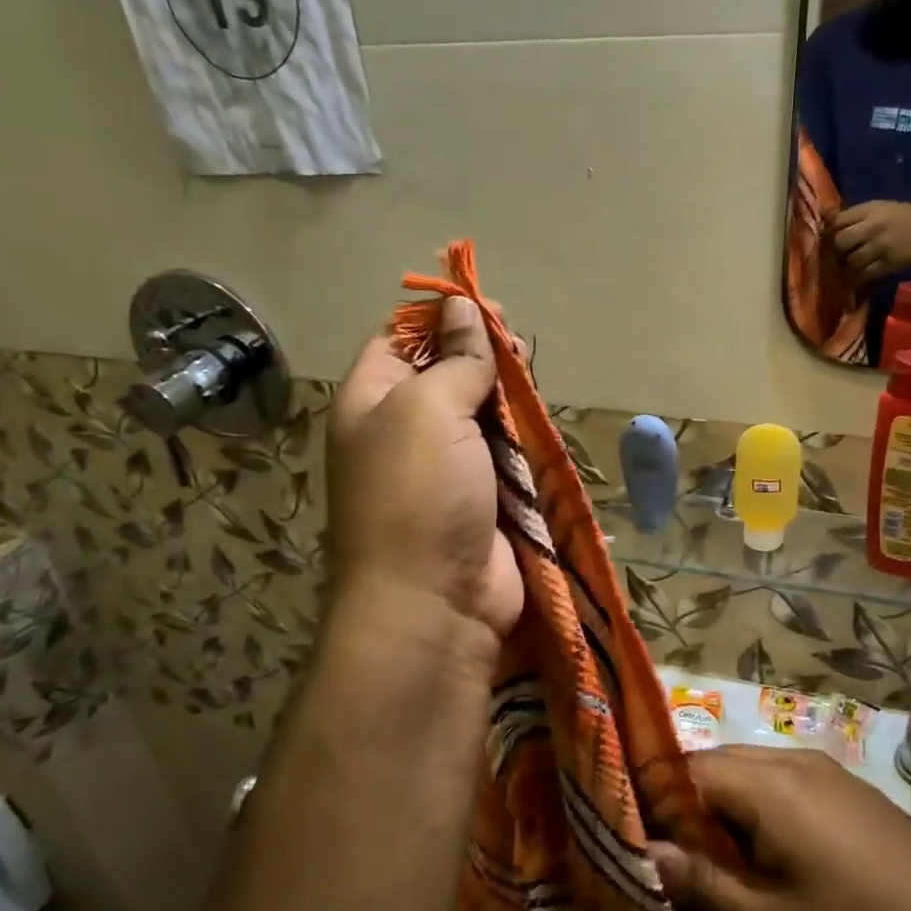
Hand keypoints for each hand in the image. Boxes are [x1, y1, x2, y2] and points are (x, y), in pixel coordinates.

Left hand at [326, 297, 522, 641]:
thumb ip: (454, 358)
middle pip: (447, 374)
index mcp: (371, 401)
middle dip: (482, 359)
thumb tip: (461, 306)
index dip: (440, 319)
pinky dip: (523, 442)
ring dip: (507, 402)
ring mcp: (446, 468)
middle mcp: (404, 430)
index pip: (400, 339)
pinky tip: (538, 429)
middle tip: (517, 354)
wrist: (435, 604)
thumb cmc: (418, 495)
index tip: (486, 309)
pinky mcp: (484, 499)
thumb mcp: (428, 410)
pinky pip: (506, 456)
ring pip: (482, 415)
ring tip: (530, 389)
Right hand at [647, 746, 910, 910]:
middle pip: (722, 769)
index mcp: (773, 784)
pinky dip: (767, 821)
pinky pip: (791, 792)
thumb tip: (649, 849)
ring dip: (731, 820)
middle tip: (684, 874)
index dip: (658, 806)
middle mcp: (799, 763)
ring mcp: (834, 776)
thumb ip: (704, 884)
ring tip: (727, 881)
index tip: (646, 854)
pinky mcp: (857, 797)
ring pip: (756, 780)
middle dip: (694, 814)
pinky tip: (776, 873)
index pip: (689, 771)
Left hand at [832, 200, 910, 282]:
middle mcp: (873, 226)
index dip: (829, 232)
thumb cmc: (908, 218)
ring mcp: (880, 246)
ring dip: (847, 266)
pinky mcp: (888, 264)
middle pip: (840, 241)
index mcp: (870, 209)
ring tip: (850, 267)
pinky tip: (860, 276)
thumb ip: (858, 216)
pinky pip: (863, 274)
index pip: (838, 220)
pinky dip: (858, 278)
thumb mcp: (883, 208)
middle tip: (838, 256)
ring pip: (850, 260)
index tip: (827, 239)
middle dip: (836, 251)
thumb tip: (830, 225)